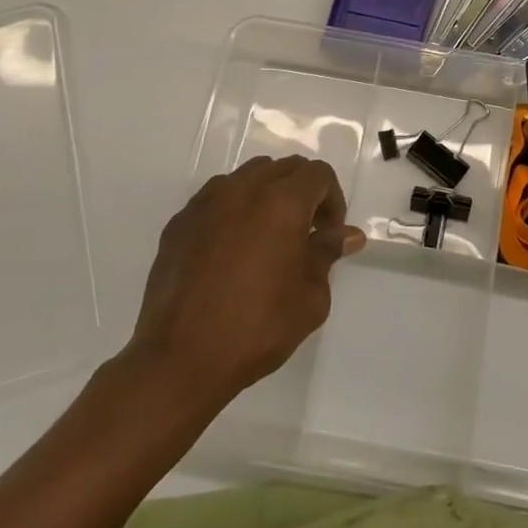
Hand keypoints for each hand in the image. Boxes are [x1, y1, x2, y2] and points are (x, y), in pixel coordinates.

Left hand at [129, 156, 364, 407]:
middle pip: (284, 168)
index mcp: (282, 203)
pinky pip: (217, 198)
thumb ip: (327, 254)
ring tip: (267, 238)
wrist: (179, 359)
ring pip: (249, 177)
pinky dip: (234, 210)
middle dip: (303, 193)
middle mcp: (244, 189)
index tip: (328, 235)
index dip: (332, 200)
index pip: (318, 174)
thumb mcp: (310, 297)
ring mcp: (207, 202)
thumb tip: (348, 235)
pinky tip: (232, 250)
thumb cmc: (255, 329)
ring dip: (268, 195)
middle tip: (304, 235)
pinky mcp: (180, 221)